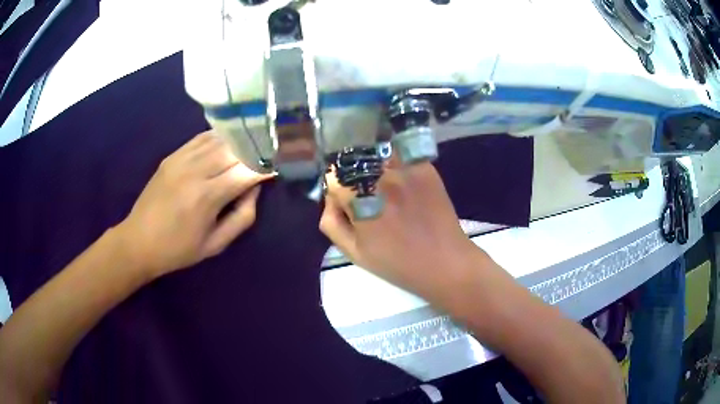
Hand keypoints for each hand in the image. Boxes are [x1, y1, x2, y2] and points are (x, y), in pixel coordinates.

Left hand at [116, 131, 271, 277]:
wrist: (138, 241)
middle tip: (271, 150)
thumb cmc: (179, 249)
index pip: (247, 171)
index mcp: (207, 197)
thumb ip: (242, 217)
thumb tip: (255, 189)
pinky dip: (219, 137)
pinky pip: (201, 138)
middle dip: (257, 149)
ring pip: (219, 139)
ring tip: (253, 142)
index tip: (280, 165)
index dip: (266, 166)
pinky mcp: (172, 155)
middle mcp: (195, 171)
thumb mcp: (216, 245)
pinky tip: (229, 140)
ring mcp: (181, 159)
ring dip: (240, 140)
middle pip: (235, 149)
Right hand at [320, 161, 479, 297]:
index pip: (333, 175)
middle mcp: (381, 174)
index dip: (336, 190)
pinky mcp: (424, 166)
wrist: (445, 262)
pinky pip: (400, 157)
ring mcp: (405, 166)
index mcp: (360, 196)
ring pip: (376, 155)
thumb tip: (331, 199)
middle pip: (354, 161)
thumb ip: (331, 222)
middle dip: (353, 178)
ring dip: (373, 170)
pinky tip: (404, 189)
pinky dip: (395, 168)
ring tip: (387, 194)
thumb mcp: (354, 252)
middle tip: (366, 201)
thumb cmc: (397, 263)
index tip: (346, 204)